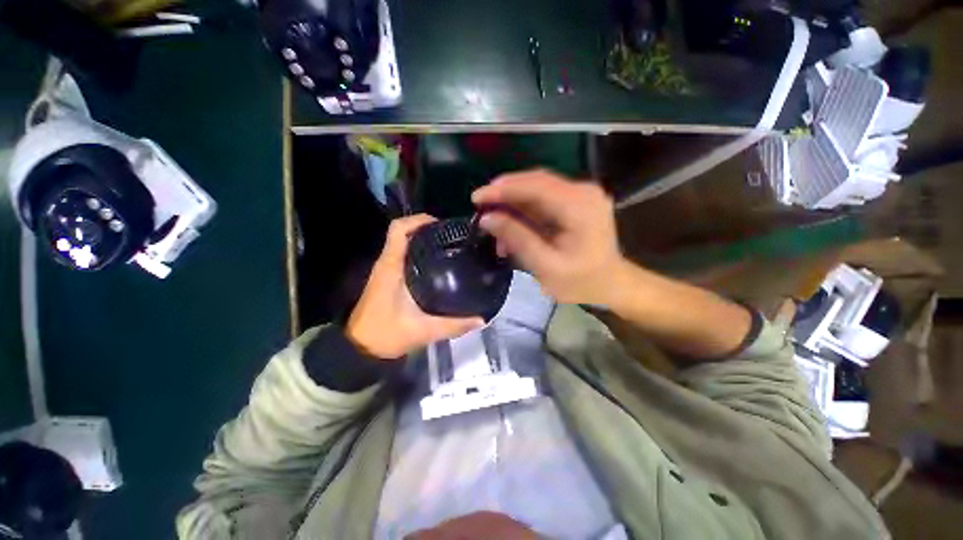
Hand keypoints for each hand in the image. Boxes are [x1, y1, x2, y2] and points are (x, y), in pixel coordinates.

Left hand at [346, 214, 483, 358]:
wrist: (359, 349)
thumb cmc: (385, 335)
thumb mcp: (423, 331)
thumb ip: (454, 325)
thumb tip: (481, 319)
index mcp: (391, 266)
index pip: (399, 229)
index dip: (419, 220)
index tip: (443, 226)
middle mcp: (387, 263)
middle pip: (404, 233)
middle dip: (428, 230)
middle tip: (453, 238)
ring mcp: (386, 270)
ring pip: (404, 244)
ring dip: (424, 241)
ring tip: (450, 248)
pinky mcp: (387, 279)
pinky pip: (404, 257)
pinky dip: (419, 254)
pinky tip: (438, 267)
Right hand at [472, 169, 623, 305]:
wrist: (611, 283)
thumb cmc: (581, 281)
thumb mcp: (546, 266)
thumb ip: (517, 239)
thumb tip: (487, 218)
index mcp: (580, 206)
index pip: (535, 186)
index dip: (503, 189)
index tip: (476, 197)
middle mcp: (583, 191)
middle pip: (535, 182)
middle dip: (505, 194)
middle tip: (481, 208)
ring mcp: (580, 194)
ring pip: (536, 190)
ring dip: (512, 204)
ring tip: (494, 222)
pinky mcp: (575, 201)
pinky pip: (543, 199)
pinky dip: (524, 210)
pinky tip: (511, 226)